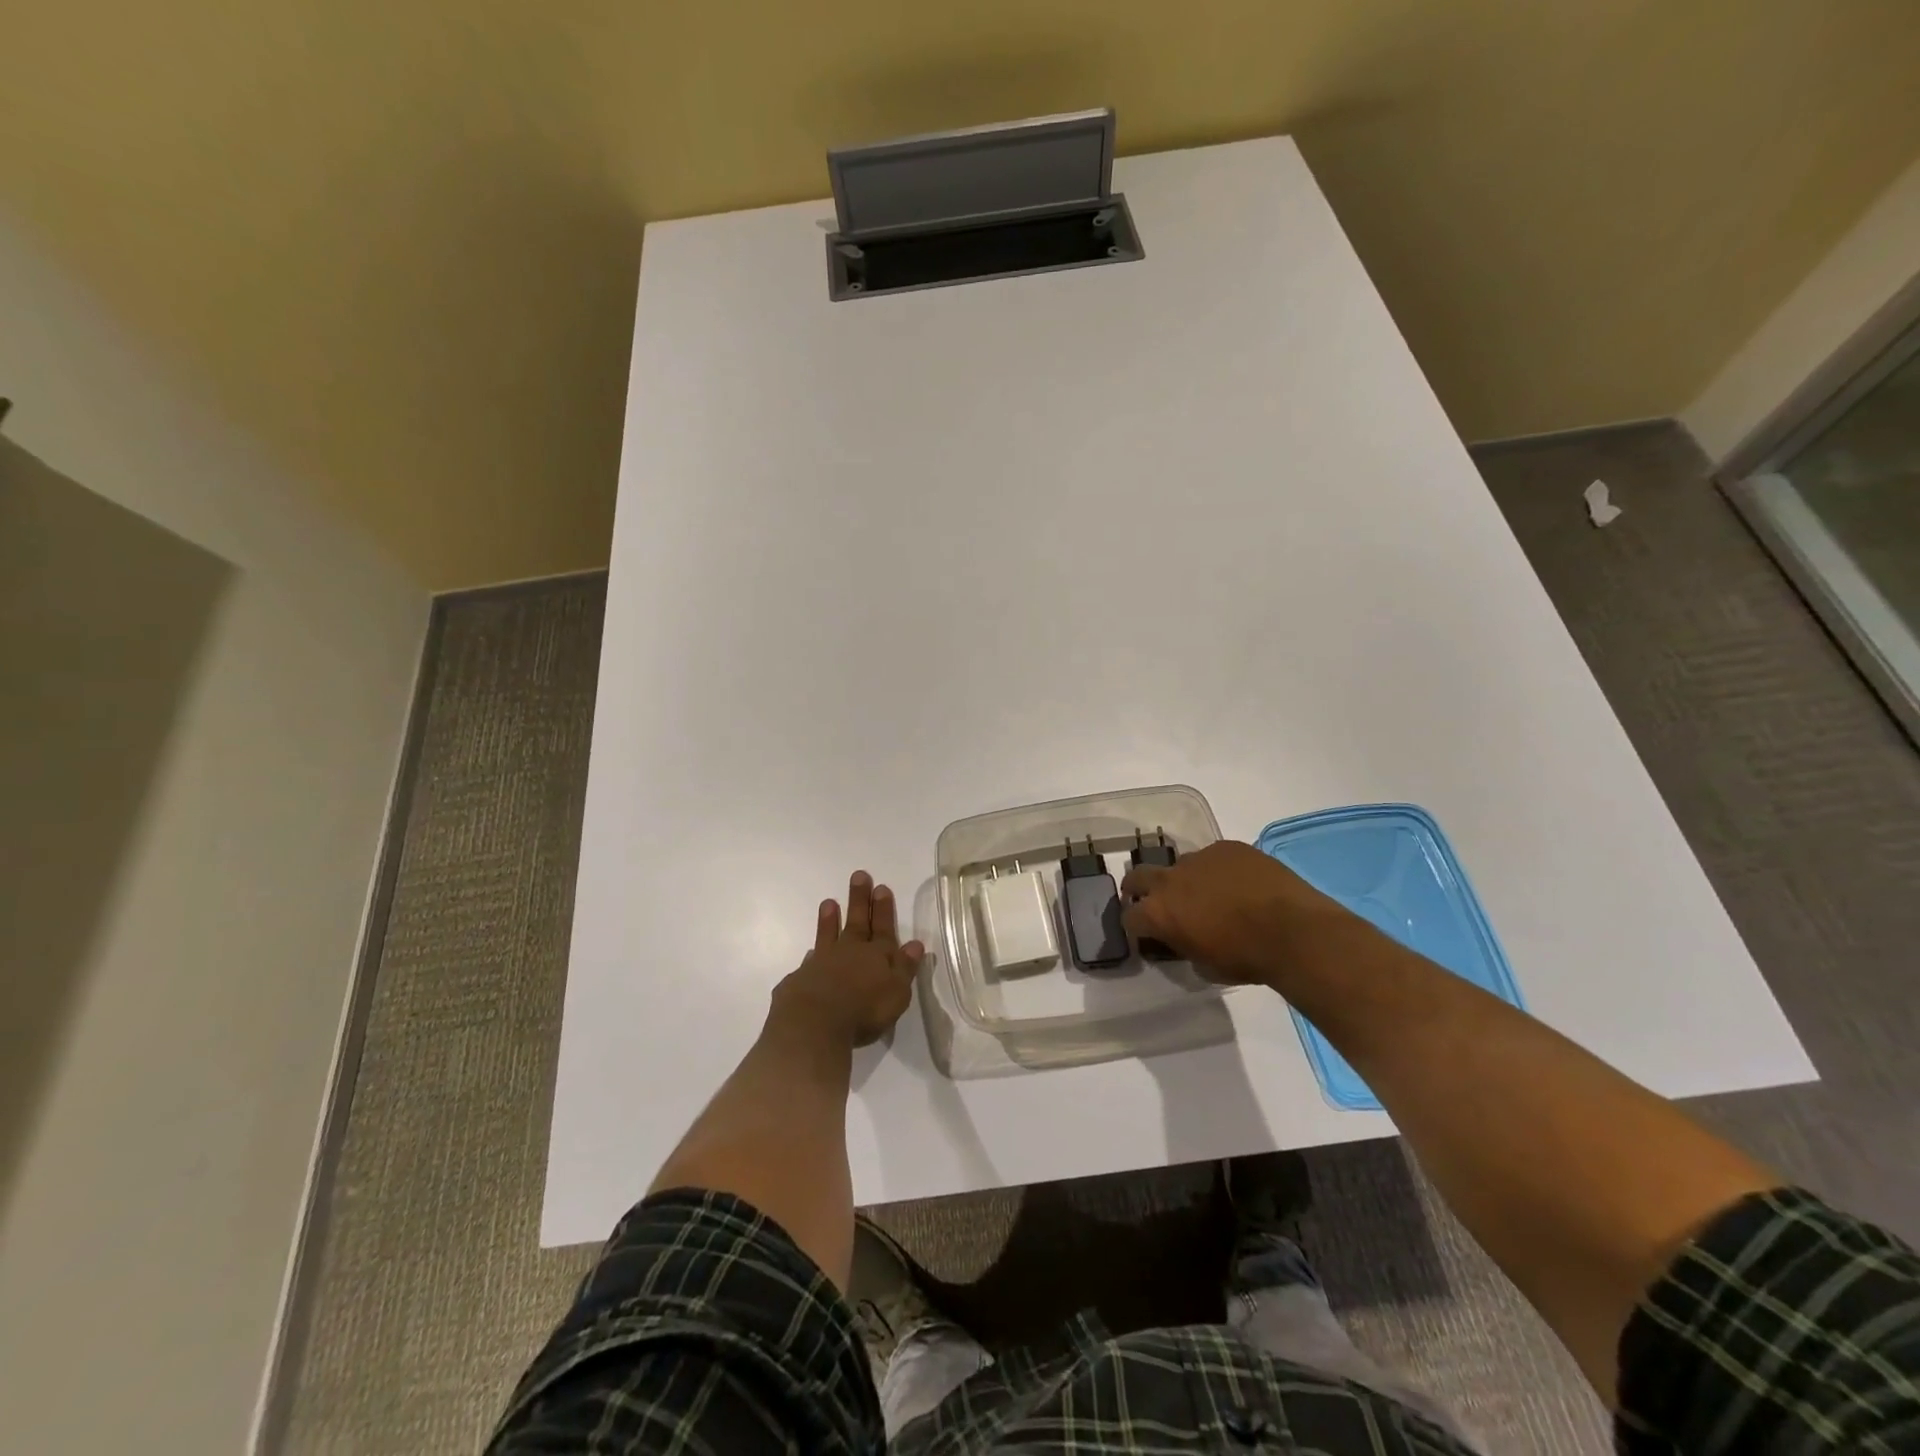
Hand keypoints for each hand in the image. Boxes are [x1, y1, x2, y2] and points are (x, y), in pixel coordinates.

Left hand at [770, 871, 925, 1046]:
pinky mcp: (801, 979)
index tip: (881, 887)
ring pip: (828, 935)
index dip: (883, 909)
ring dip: (830, 920)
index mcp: (876, 956)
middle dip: (859, 900)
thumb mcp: (896, 992)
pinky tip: (811, 953)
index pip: (883, 928)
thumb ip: (905, 967)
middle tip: (859, 876)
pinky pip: (809, 962)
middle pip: (856, 922)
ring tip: (829, 902)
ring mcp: (823, 963)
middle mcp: (849, 953)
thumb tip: (916, 944)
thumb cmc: (863, 1010)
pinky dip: (812, 955)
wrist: (813, 1023)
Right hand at [1121, 840, 1357, 985]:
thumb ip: (1186, 949)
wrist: (1294, 931)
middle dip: (1138, 888)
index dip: (1135, 926)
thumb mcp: (1207, 967)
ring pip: (1180, 865)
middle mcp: (1170, 879)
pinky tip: (1238, 883)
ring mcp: (1199, 858)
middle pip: (1137, 876)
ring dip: (1185, 879)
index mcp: (1159, 913)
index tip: (1144, 932)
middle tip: (1152, 900)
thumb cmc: (1247, 958)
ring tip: (1208, 893)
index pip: (1129, 917)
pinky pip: (1213, 857)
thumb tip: (1187, 942)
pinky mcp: (1227, 847)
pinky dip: (1218, 870)